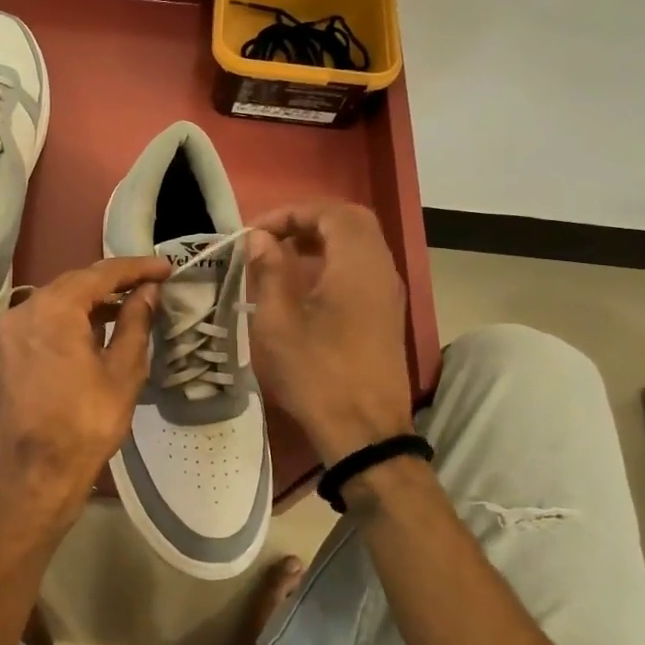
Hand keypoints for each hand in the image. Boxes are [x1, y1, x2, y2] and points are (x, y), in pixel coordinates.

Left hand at [0, 256, 169, 525]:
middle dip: (111, 283)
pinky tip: (89, 335)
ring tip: (124, 309)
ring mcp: (7, 334)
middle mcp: (23, 311)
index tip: (166, 268)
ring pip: (54, 304)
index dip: (136, 268)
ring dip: (88, 303)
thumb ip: (135, 322)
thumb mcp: (123, 371)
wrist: (37, 473)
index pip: (101, 274)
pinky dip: (65, 322)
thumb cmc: (87, 423)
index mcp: (54, 309)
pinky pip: (38, 325)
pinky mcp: (3, 356)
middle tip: (147, 286)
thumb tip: (146, 292)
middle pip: (73, 284)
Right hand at [248, 202, 416, 463]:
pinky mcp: (387, 313)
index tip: (256, 232)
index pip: (330, 213)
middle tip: (272, 236)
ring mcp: (388, 292)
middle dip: (308, 220)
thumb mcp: (278, 323)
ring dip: (321, 239)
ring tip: (282, 255)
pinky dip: (334, 260)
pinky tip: (304, 283)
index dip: (291, 213)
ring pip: (360, 243)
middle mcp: (381, 270)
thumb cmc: (317, 374)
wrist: (365, 431)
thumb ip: (269, 272)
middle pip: (351, 221)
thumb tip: (262, 240)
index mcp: (357, 265)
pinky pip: (363, 267)